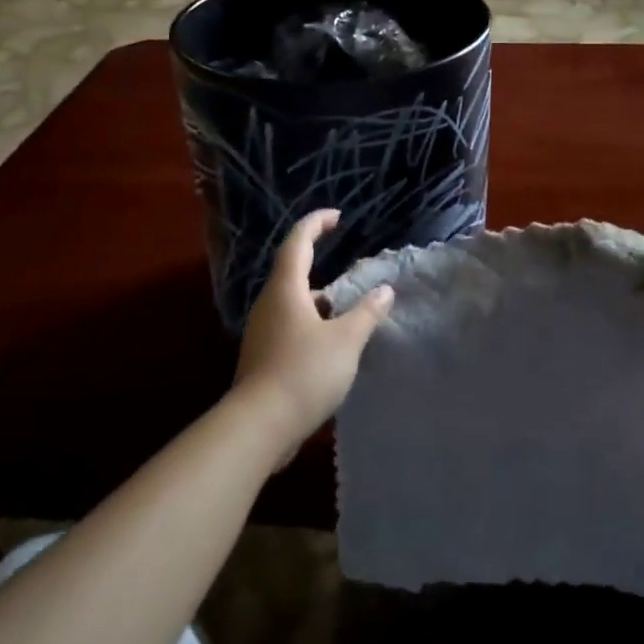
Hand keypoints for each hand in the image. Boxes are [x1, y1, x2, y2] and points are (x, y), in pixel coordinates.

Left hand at [232, 209, 393, 461]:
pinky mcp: (262, 357)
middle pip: (293, 273)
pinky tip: (332, 345)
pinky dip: (312, 325)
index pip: (297, 242)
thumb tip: (385, 290)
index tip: (336, 217)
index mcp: (286, 290)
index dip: (315, 224)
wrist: (258, 426)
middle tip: (351, 271)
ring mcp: (262, 332)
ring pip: (293, 303)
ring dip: (320, 301)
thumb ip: (366, 313)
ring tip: (349, 312)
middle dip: (320, 265)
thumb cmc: (303, 372)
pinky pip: (290, 327)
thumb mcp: (345, 341)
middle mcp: (269, 304)